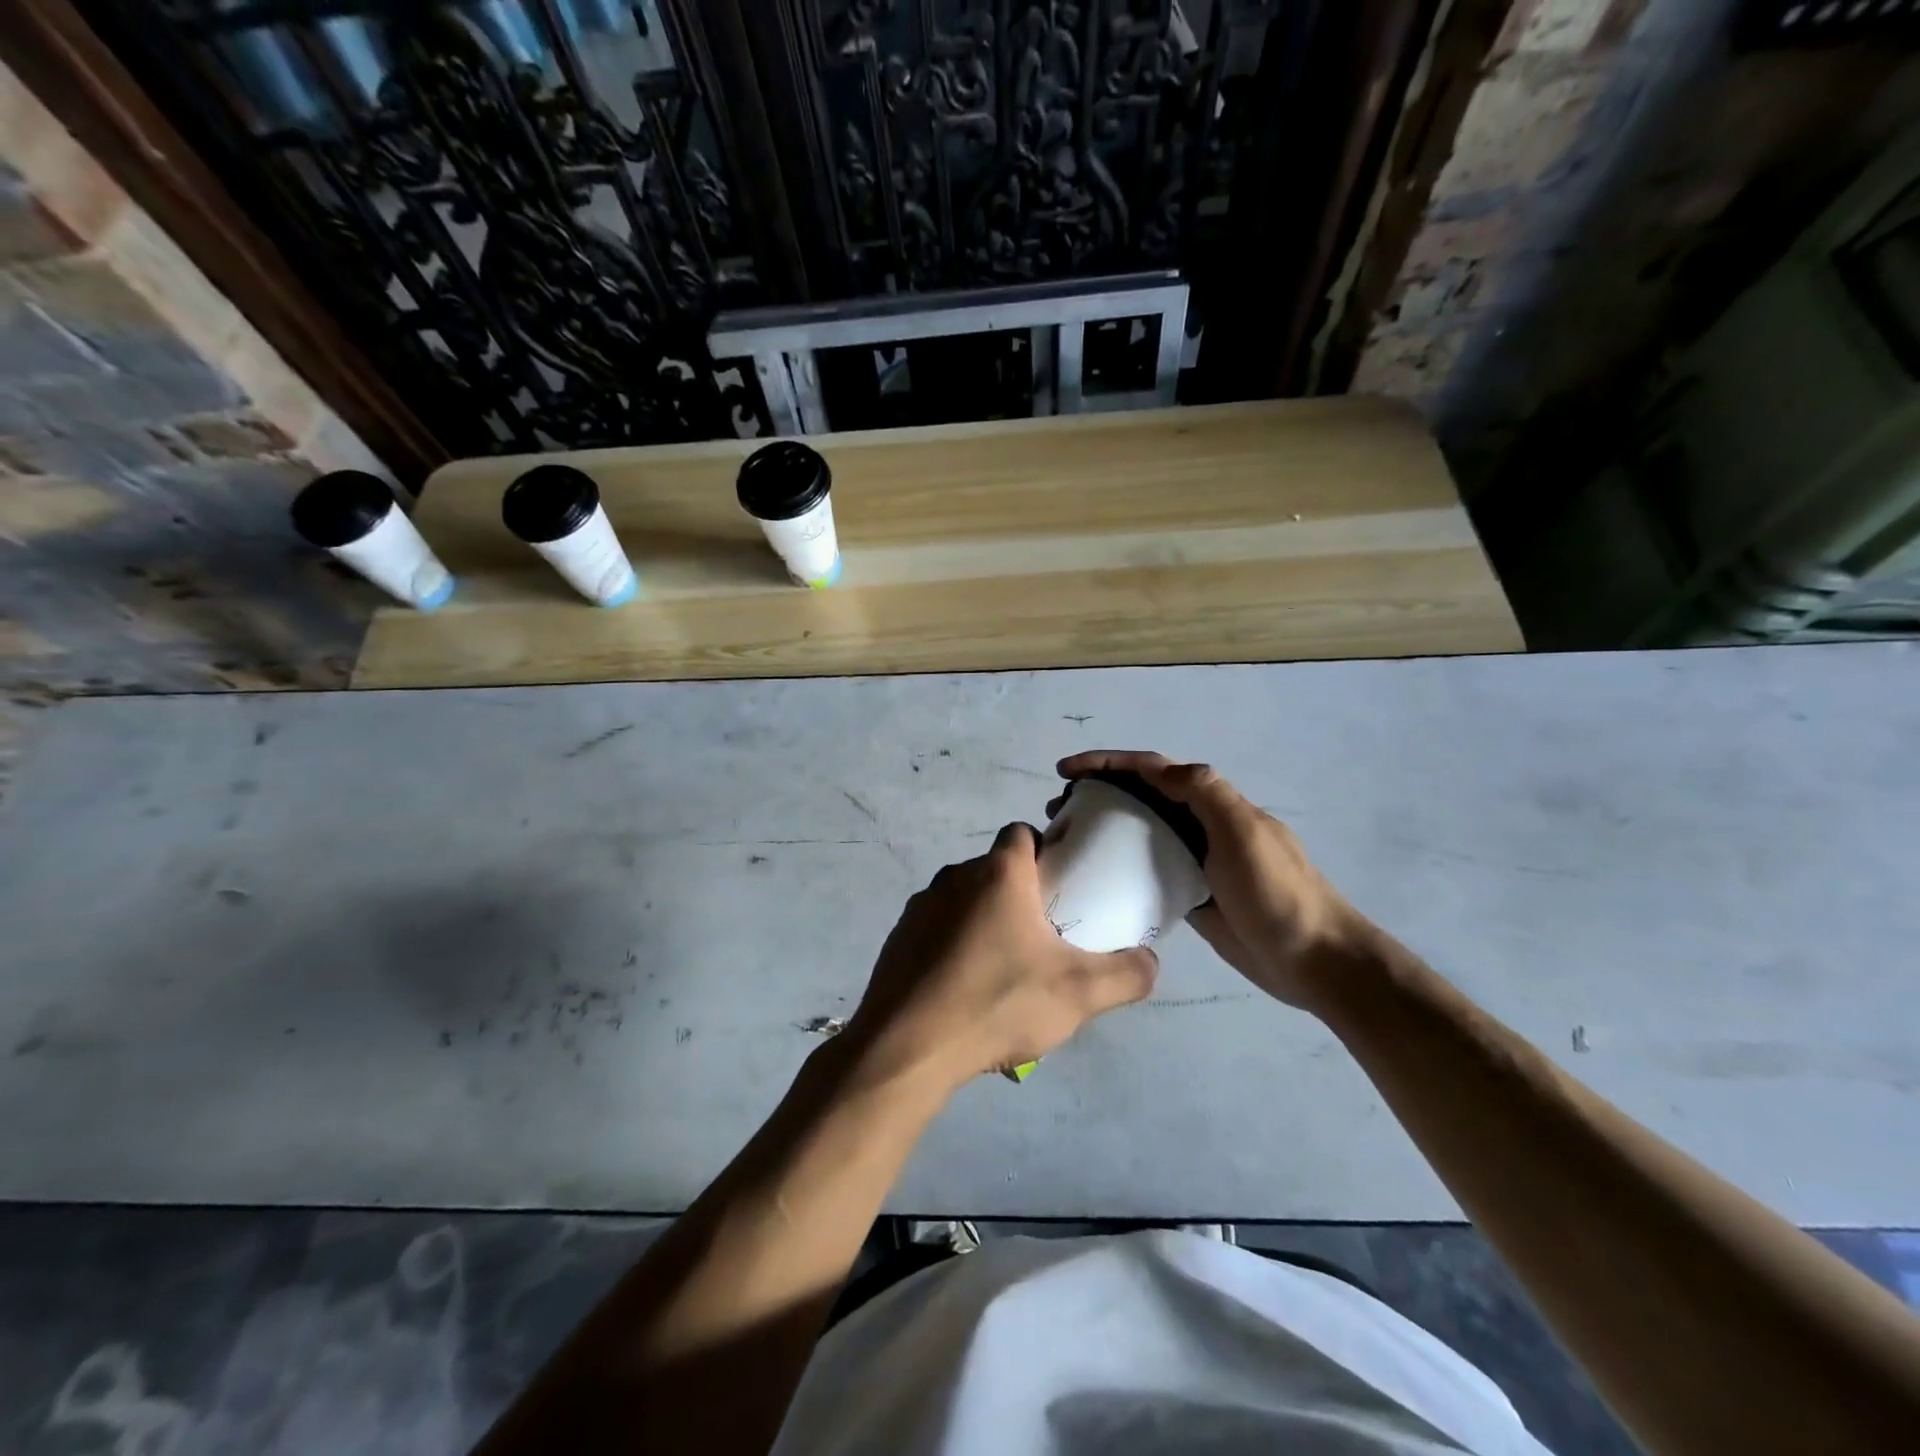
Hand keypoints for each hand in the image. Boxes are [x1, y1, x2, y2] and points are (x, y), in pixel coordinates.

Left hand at [844, 823, 1158, 1092]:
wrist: (908, 1047)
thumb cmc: (998, 1003)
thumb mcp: (1079, 994)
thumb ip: (1127, 974)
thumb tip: (1150, 960)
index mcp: (997, 873)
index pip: (1022, 833)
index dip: (1046, 851)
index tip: (1062, 888)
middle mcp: (954, 876)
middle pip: (995, 870)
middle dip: (1020, 895)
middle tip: (1042, 939)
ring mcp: (919, 906)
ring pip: (964, 901)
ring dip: (985, 922)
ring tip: (1003, 972)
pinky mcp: (898, 938)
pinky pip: (936, 930)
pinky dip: (953, 947)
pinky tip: (964, 991)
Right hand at [1057, 751, 1369, 1010]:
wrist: (1316, 960)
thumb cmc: (1277, 893)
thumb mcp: (1245, 833)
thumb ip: (1207, 793)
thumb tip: (1160, 770)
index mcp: (1213, 803)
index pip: (1153, 770)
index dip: (1108, 763)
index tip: (1067, 771)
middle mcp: (1201, 825)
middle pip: (1142, 797)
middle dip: (1099, 792)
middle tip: (1059, 809)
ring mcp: (1196, 861)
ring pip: (1142, 832)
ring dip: (1106, 826)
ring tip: (1068, 838)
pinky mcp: (1191, 894)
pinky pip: (1149, 870)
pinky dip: (1121, 865)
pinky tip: (1097, 876)